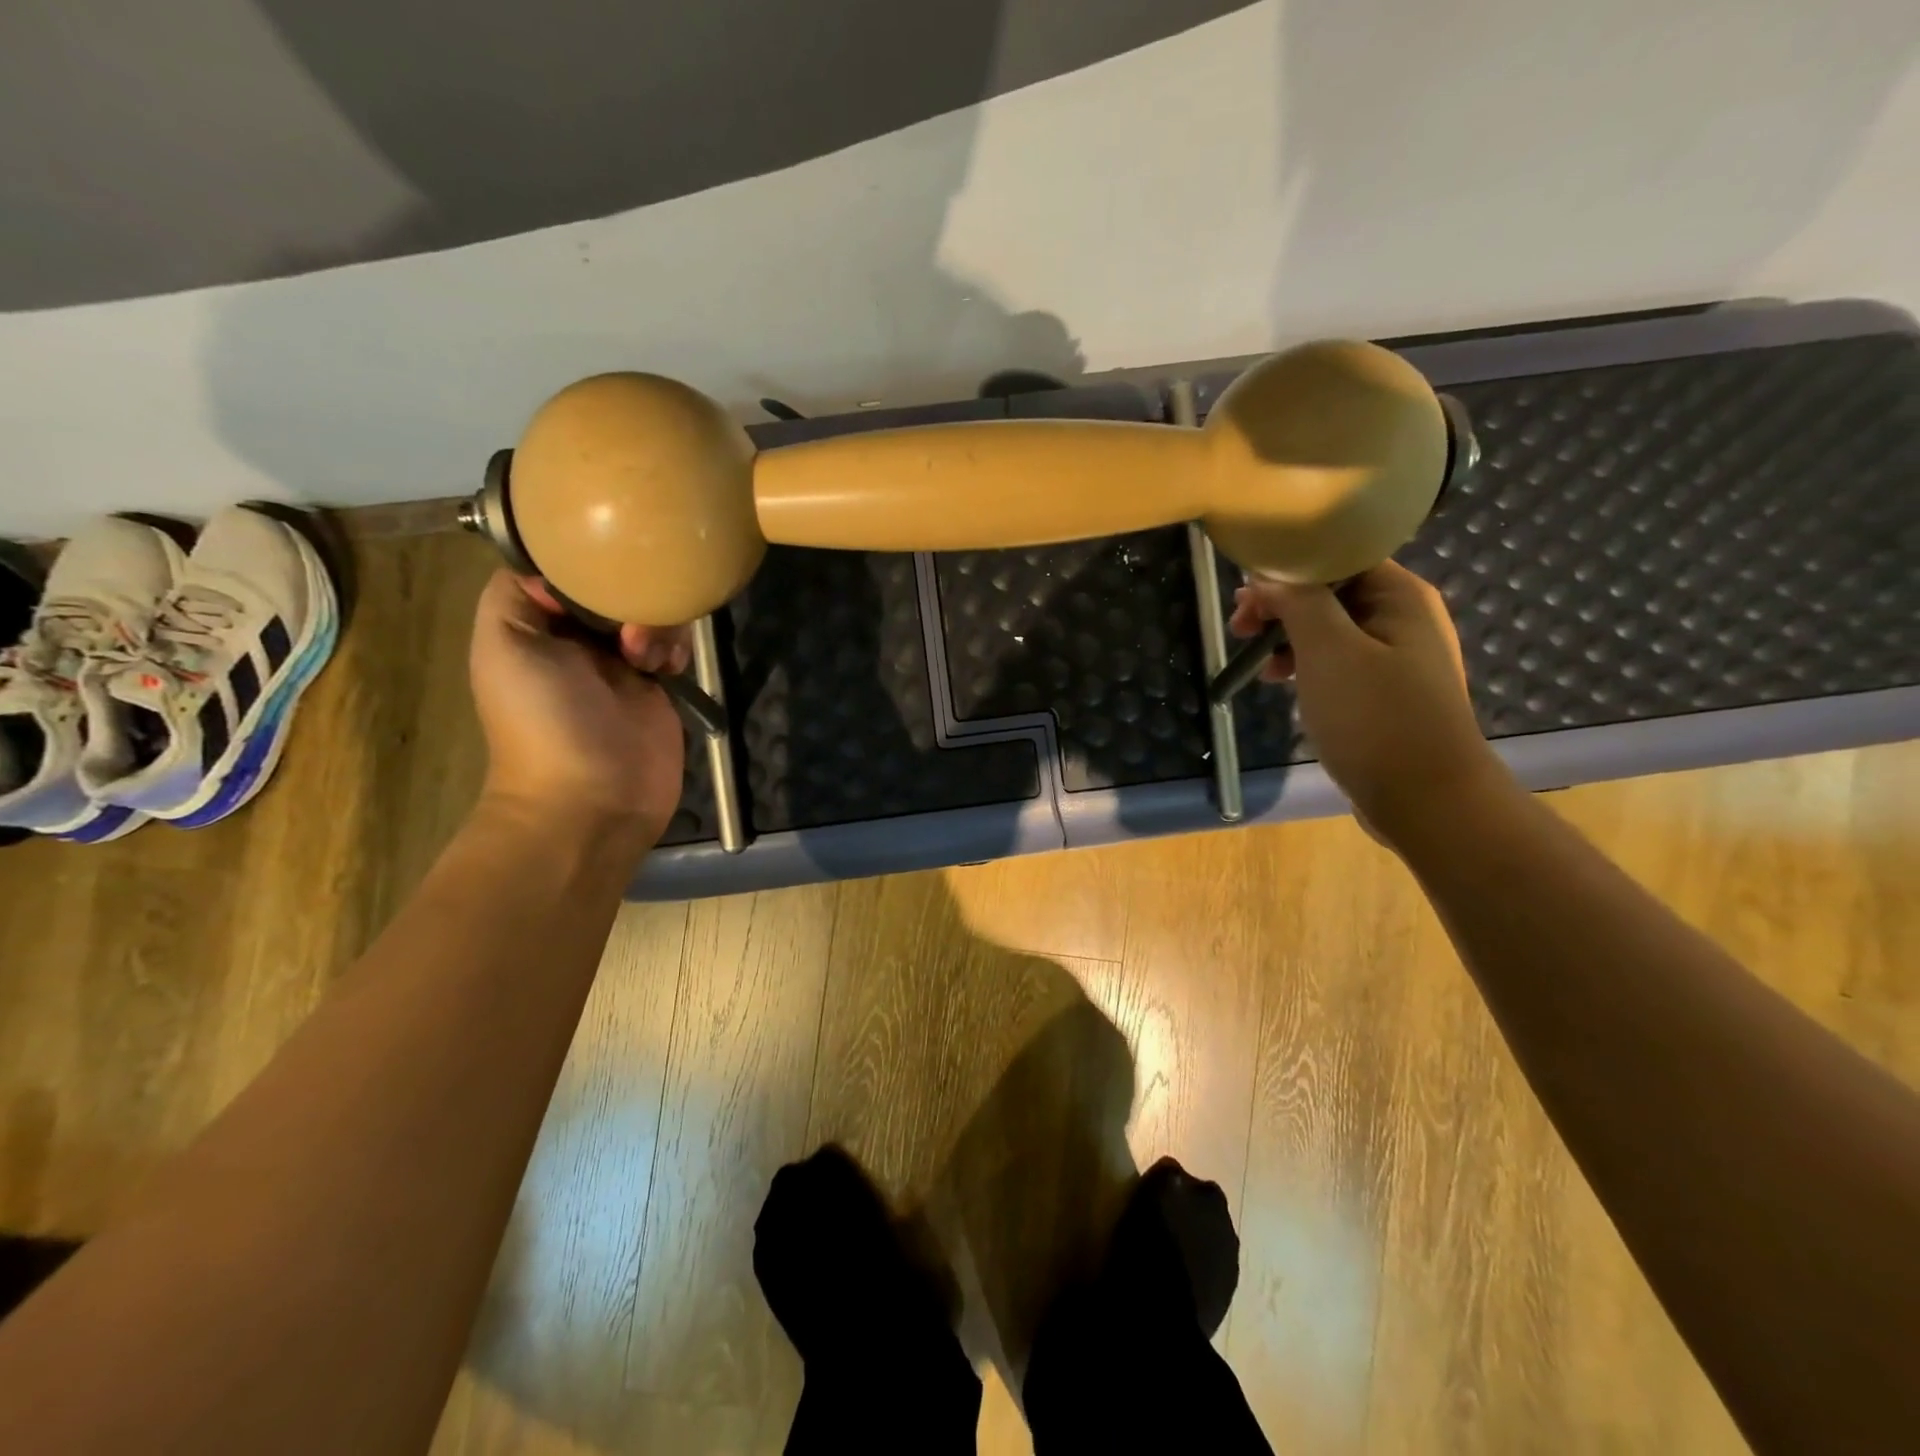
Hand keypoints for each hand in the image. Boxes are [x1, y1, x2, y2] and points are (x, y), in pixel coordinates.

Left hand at [468, 571, 687, 846]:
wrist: (593, 799)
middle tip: (628, 628)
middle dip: (628, 594)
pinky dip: (676, 646)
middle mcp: (578, 638)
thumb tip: (563, 567)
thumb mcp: (504, 645)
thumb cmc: (544, 721)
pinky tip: (669, 667)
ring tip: (646, 656)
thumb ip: (516, 593)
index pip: (564, 568)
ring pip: (649, 610)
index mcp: (536, 624)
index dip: (584, 561)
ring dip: (655, 623)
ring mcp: (622, 661)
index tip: (604, 566)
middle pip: (613, 585)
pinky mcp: (659, 684)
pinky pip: (675, 643)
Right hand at [1228, 562, 1510, 841]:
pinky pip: (1337, 663)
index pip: (1337, 556)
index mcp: (1400, 596)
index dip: (1287, 569)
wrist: (1426, 800)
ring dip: (1287, 638)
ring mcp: (1396, 659)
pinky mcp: (1383, 694)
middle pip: (1331, 592)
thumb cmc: (1376, 718)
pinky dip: (1305, 666)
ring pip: (1330, 630)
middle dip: (1281, 606)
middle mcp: (1403, 618)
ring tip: (1258, 664)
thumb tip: (1268, 573)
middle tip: (1239, 629)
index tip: (1245, 596)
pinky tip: (1282, 684)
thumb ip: (1297, 603)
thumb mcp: (1328, 652)